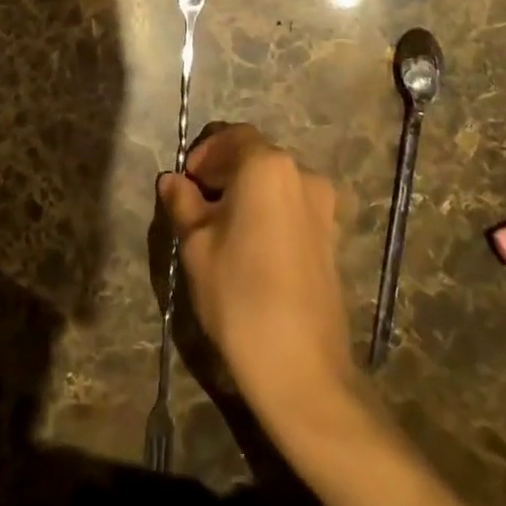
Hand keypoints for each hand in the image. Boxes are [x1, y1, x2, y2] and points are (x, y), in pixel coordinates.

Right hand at [159, 124, 355, 431]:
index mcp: (267, 167)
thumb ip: (183, 203)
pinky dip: (268, 211)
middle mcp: (303, 175)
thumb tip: (173, 181)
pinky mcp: (332, 237)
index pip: (232, 137)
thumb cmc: (239, 295)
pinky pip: (292, 207)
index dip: (204, 154)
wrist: (301, 368)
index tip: (186, 183)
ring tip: (221, 227)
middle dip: (223, 172)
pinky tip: (250, 246)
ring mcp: (324, 207)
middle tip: (196, 204)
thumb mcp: (197, 245)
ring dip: (246, 192)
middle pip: (256, 156)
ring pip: (275, 183)